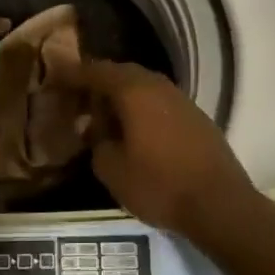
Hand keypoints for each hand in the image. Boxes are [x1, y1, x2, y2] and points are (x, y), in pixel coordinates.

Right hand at [60, 60, 257, 234]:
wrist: (220, 203)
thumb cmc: (160, 185)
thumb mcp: (113, 171)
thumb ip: (97, 145)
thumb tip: (98, 134)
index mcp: (134, 91)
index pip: (96, 71)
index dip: (73, 74)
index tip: (55, 78)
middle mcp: (158, 85)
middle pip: (121, 74)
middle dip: (97, 85)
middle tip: (77, 102)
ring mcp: (181, 99)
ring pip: (142, 87)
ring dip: (121, 98)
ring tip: (104, 119)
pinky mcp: (195, 116)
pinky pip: (159, 102)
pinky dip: (141, 109)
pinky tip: (135, 132)